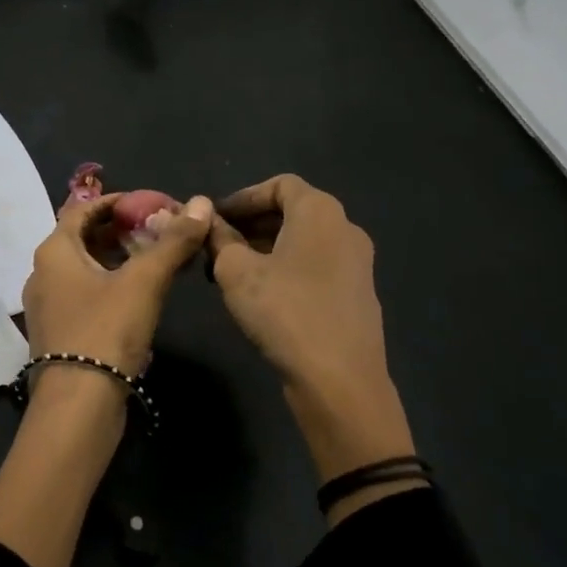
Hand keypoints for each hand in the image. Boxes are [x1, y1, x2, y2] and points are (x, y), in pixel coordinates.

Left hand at [22, 192, 213, 375]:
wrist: (78, 407)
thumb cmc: (106, 331)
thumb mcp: (145, 281)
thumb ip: (173, 242)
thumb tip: (201, 203)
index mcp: (54, 251)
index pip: (83, 208)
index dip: (118, 201)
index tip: (151, 204)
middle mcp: (43, 273)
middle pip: (84, 238)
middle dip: (122, 231)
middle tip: (159, 231)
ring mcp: (47, 306)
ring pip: (85, 268)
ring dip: (119, 259)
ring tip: (156, 260)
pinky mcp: (59, 333)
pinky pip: (85, 294)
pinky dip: (111, 285)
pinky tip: (140, 296)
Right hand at [208, 175, 417, 492]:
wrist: (340, 381)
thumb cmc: (285, 312)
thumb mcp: (237, 271)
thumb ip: (219, 239)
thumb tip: (209, 221)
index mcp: (320, 211)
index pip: (279, 184)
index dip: (243, 197)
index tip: (214, 219)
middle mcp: (345, 228)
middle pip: (292, 212)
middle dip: (250, 225)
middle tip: (216, 246)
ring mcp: (357, 264)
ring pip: (303, 242)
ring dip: (265, 249)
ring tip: (230, 274)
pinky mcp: (357, 295)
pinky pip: (316, 267)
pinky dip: (286, 269)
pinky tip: (262, 296)